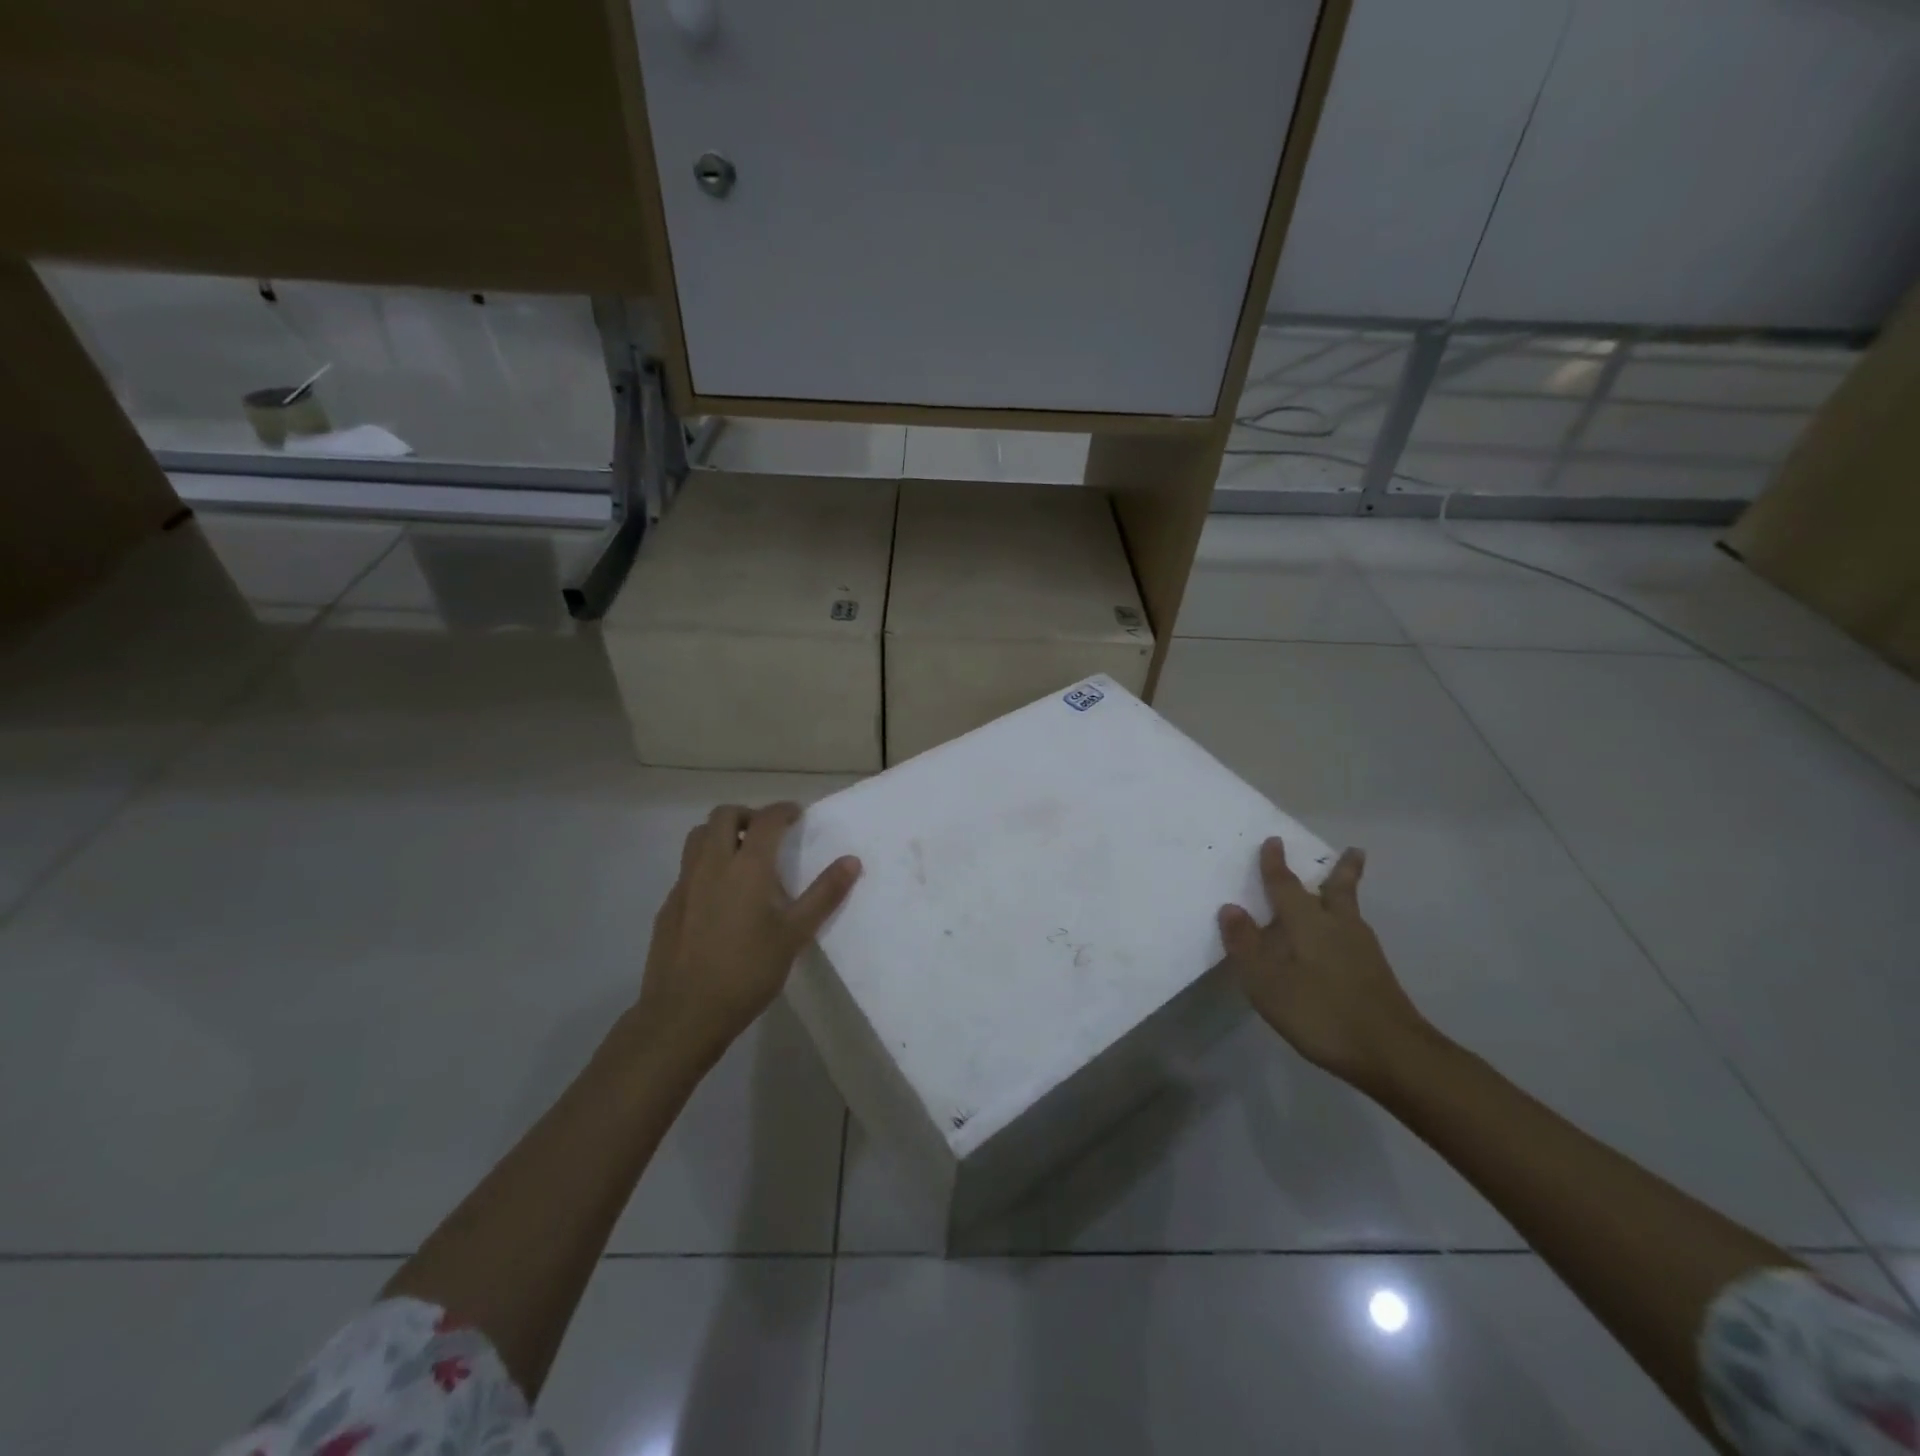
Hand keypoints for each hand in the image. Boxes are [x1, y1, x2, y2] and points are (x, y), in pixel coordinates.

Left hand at [634, 802, 860, 1061]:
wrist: (684, 1014)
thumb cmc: (747, 972)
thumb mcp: (795, 935)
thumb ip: (824, 895)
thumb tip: (852, 861)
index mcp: (746, 867)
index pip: (766, 820)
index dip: (783, 810)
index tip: (797, 815)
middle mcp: (711, 865)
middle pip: (723, 816)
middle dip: (748, 815)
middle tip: (768, 833)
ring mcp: (684, 884)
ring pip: (698, 837)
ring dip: (721, 833)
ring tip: (742, 856)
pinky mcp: (668, 906)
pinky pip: (687, 868)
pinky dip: (706, 864)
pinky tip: (720, 897)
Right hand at [1219, 839, 1427, 1089]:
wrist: (1392, 1052)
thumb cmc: (1320, 1012)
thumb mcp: (1267, 983)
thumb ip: (1246, 945)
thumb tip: (1230, 907)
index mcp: (1307, 923)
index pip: (1286, 886)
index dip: (1275, 865)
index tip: (1274, 841)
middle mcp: (1338, 926)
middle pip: (1338, 890)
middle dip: (1341, 869)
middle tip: (1353, 850)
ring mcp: (1362, 949)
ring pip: (1351, 910)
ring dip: (1346, 892)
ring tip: (1344, 886)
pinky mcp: (1375, 972)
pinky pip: (1356, 933)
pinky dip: (1348, 922)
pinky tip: (1343, 939)